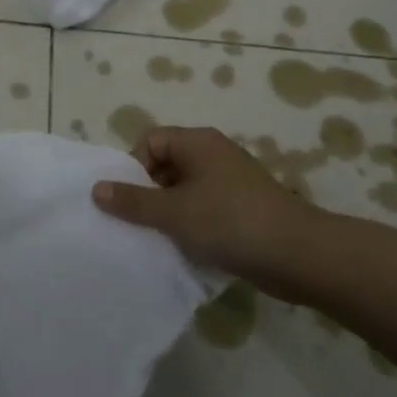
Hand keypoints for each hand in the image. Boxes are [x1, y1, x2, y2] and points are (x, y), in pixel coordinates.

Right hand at [92, 126, 321, 298]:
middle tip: (139, 224)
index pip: (150, 141)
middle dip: (148, 194)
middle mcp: (213, 155)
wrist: (299, 255)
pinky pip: (204, 210)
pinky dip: (191, 227)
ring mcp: (230, 183)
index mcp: (197, 143)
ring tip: (160, 241)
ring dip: (169, 214)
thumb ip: (133, 201)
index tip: (128, 201)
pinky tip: (187, 251)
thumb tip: (97, 188)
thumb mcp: (173, 212)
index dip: (133, 168)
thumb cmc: (230, 222)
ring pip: (184, 191)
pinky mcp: (242, 210)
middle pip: (166, 165)